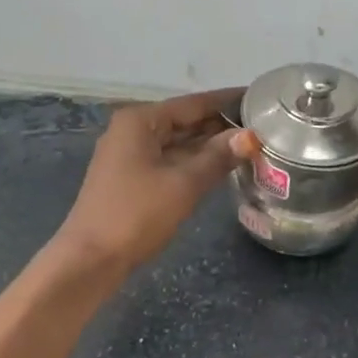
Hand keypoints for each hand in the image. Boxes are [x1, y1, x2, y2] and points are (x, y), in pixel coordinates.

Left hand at [58, 88, 257, 271]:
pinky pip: (171, 160)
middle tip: (265, 125)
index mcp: (141, 121)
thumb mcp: (183, 184)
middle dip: (222, 124)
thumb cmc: (136, 215)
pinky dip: (196, 162)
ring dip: (211, 145)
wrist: (91, 259)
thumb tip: (250, 136)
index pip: (194, 103)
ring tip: (253, 144)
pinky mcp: (133, 179)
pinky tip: (223, 166)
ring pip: (179, 142)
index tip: (260, 98)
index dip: (228, 101)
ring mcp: (131, 155)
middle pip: (185, 121)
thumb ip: (218, 157)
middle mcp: (133, 130)